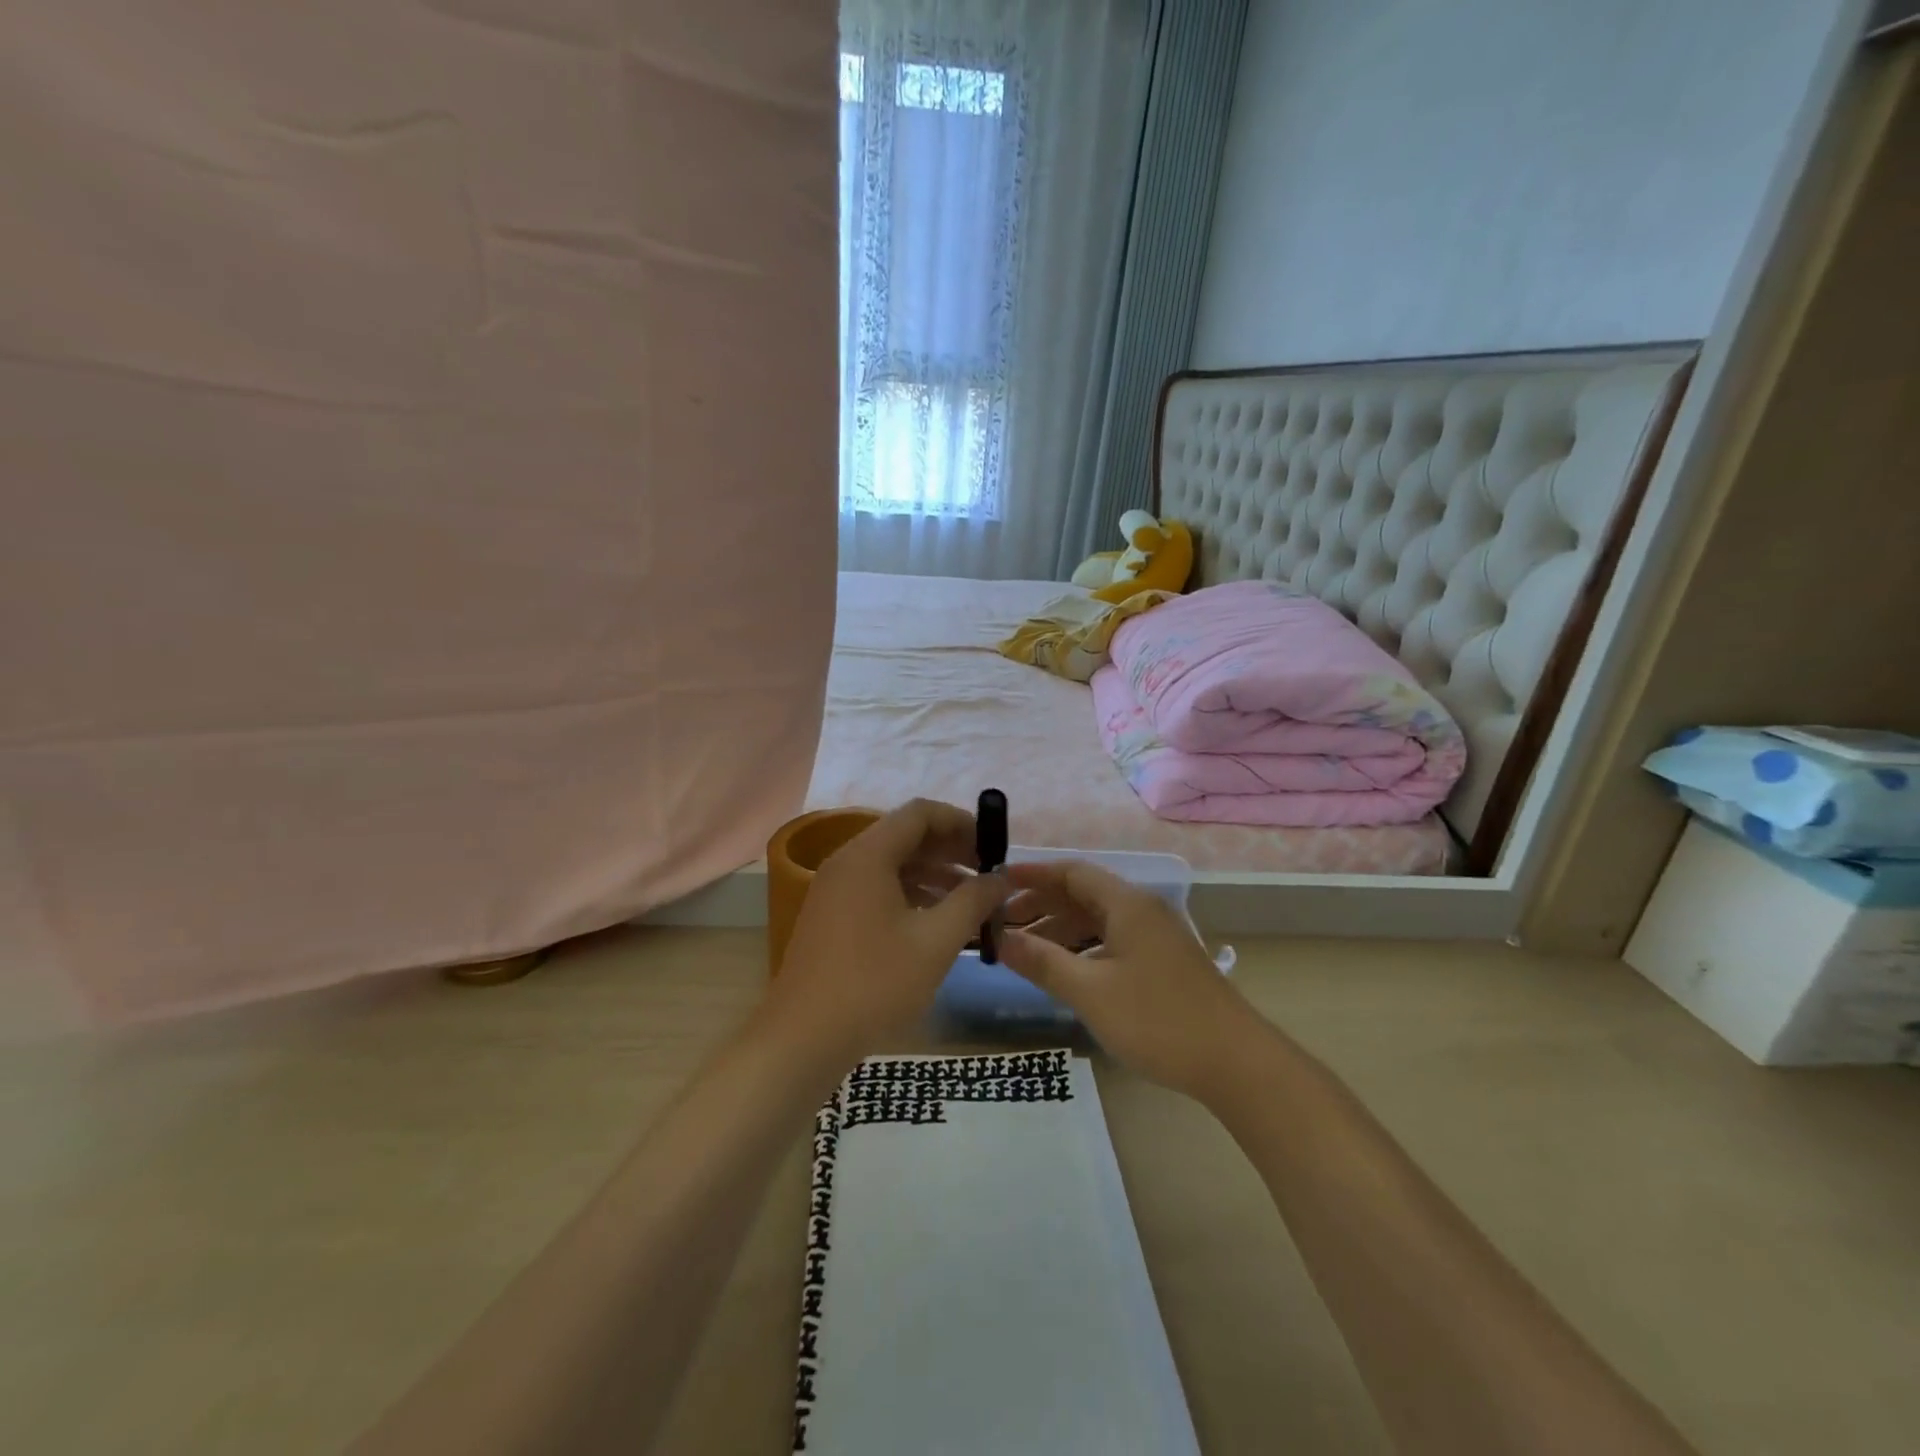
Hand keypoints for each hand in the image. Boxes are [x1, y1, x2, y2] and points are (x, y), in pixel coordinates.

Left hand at [764, 800, 1007, 1063]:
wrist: (803, 1039)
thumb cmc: (875, 983)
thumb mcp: (936, 941)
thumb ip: (973, 901)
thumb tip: (1000, 878)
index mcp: (868, 855)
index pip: (921, 813)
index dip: (962, 822)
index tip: (993, 848)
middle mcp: (847, 861)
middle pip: (906, 835)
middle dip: (951, 850)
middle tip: (987, 875)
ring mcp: (835, 889)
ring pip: (892, 864)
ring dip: (933, 874)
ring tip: (971, 901)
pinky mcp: (832, 916)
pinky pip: (877, 888)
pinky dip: (911, 894)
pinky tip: (937, 922)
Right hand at [1000, 860, 1256, 1098]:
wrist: (1235, 1062)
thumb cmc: (1156, 1020)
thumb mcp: (1090, 991)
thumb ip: (1042, 961)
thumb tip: (1000, 939)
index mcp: (1127, 904)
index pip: (1072, 872)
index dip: (1033, 875)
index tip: (997, 882)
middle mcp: (1142, 910)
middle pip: (1084, 894)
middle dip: (1042, 904)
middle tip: (1003, 923)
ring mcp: (1156, 936)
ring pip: (1098, 919)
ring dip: (1061, 928)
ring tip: (1025, 948)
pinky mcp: (1163, 962)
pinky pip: (1113, 940)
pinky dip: (1083, 947)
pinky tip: (1066, 969)